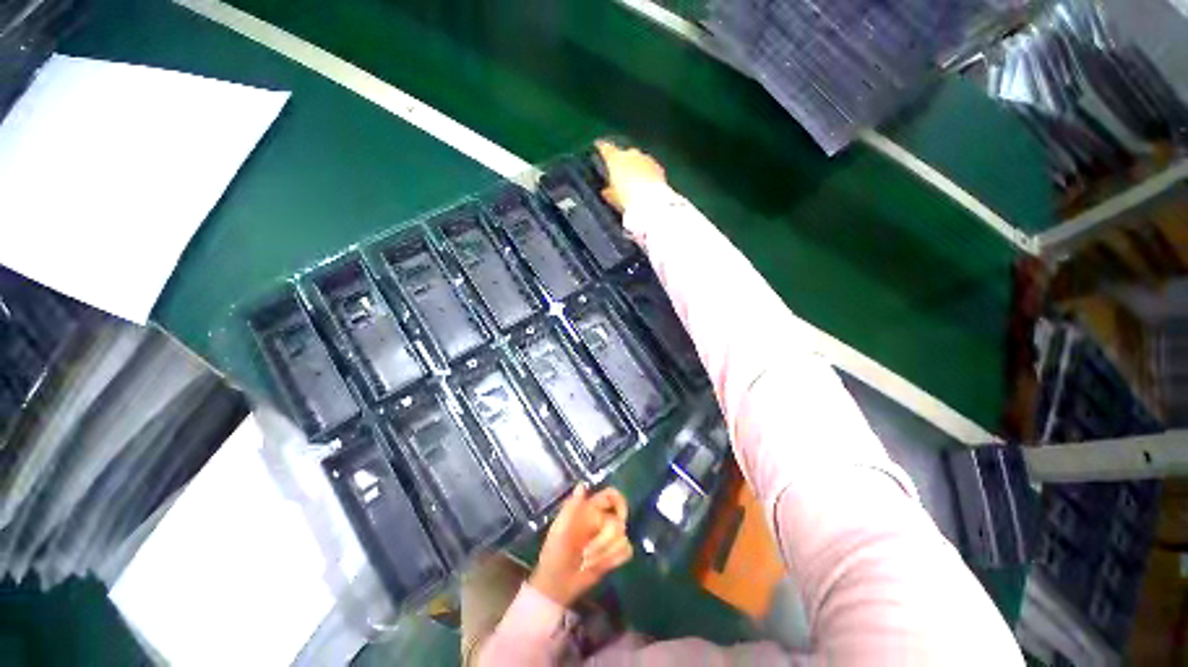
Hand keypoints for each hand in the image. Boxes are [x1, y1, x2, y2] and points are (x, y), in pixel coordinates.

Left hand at [529, 484, 632, 607]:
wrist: (557, 584)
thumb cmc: (554, 553)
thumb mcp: (559, 529)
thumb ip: (571, 507)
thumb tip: (582, 485)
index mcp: (589, 510)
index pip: (612, 496)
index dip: (620, 503)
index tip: (618, 518)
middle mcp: (602, 520)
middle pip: (619, 523)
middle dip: (604, 541)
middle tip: (586, 553)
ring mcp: (609, 538)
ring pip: (622, 539)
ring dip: (605, 553)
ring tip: (588, 562)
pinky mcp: (614, 555)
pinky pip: (627, 551)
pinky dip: (614, 559)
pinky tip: (601, 566)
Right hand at [595, 140, 667, 211]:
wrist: (650, 202)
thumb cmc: (626, 199)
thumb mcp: (612, 197)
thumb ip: (609, 191)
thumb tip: (606, 191)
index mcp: (615, 158)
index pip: (605, 148)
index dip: (601, 147)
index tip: (598, 145)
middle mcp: (630, 154)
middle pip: (623, 154)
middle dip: (621, 161)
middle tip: (619, 173)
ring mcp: (645, 159)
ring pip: (637, 159)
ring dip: (635, 167)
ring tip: (633, 180)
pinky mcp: (657, 167)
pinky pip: (649, 167)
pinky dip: (646, 172)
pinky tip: (646, 183)